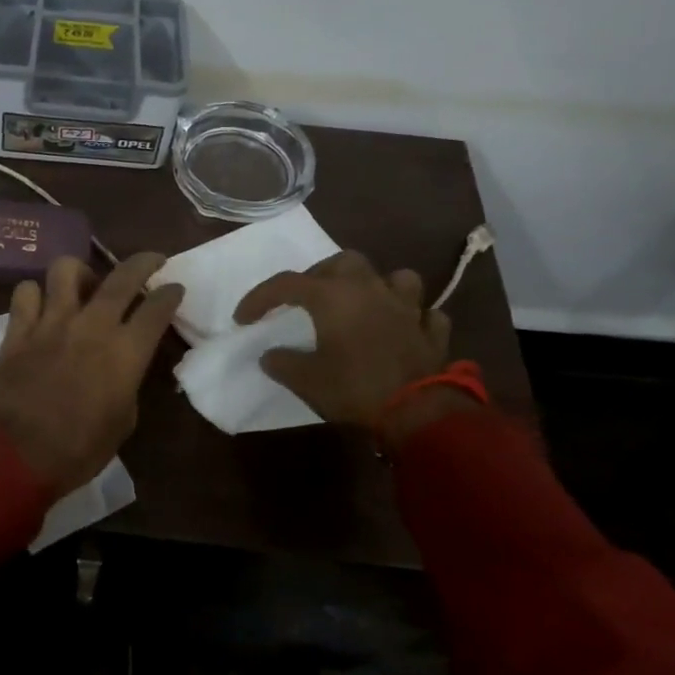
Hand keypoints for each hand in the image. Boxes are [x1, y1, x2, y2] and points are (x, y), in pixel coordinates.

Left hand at [0, 252, 183, 497]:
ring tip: (83, 285)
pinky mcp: (18, 330)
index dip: (170, 294)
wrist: (15, 457)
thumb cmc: (77, 451)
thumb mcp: (122, 422)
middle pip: (123, 276)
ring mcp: (51, 323)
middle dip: (143, 262)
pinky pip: (26, 293)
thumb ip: (126, 384)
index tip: (174, 288)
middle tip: (151, 261)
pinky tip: (39, 307)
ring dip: (81, 272)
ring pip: (66, 269)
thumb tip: (121, 368)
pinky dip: (35, 294)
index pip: (157, 308)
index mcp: (125, 353)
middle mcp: (92, 326)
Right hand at [233, 251, 466, 443]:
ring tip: (364, 304)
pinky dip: (413, 317)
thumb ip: (282, 363)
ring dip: (378, 286)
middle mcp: (369, 289)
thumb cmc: (354, 388)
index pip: (286, 284)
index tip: (243, 319)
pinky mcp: (431, 331)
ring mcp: (406, 307)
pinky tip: (403, 329)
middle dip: (322, 275)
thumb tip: (269, 356)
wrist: (417, 411)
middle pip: (343, 262)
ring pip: (395, 278)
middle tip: (308, 299)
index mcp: (333, 296)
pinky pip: (424, 313)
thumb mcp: (305, 380)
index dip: (260, 298)